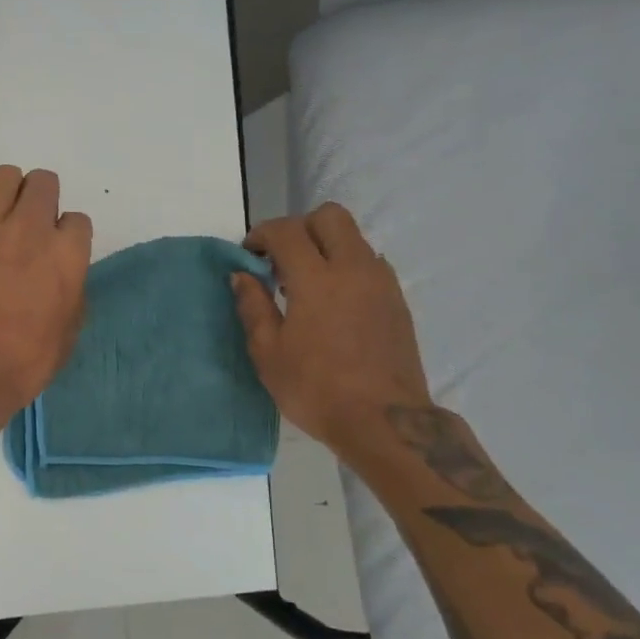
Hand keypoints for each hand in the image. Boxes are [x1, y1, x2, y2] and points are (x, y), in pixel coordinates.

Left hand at [0, 167, 91, 431]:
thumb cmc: (24, 362)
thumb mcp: (67, 335)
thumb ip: (70, 294)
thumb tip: (62, 280)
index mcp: (66, 254)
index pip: (78, 220)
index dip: (69, 235)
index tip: (59, 252)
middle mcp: (31, 228)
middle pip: (43, 182)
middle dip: (42, 198)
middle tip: (31, 225)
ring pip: (4, 175)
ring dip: (7, 190)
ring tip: (0, 215)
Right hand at [233, 203, 433, 452]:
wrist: (384, 421)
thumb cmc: (316, 389)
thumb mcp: (268, 353)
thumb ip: (252, 306)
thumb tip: (243, 275)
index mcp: (316, 279)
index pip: (287, 231)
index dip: (262, 235)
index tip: (250, 256)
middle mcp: (353, 269)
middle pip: (329, 216)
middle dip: (299, 228)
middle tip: (281, 260)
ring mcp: (381, 282)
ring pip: (353, 237)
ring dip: (325, 246)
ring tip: (306, 284)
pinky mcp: (396, 300)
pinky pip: (368, 262)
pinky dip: (346, 266)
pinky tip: (333, 302)